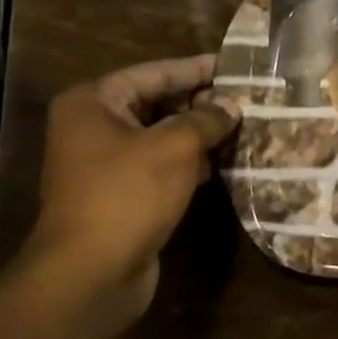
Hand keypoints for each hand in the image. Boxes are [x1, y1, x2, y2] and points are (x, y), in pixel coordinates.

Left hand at [24, 56, 238, 325]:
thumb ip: (207, 119)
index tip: (236, 64)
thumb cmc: (128, 195)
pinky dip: (189, 162)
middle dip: (201, 102)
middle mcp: (93, 127)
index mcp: (94, 103)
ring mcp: (104, 163)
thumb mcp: (175, 147)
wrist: (91, 273)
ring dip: (199, 133)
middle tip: (246, 98)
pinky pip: (160, 165)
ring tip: (243, 127)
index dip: (197, 68)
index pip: (155, 73)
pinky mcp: (121, 194)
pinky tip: (222, 163)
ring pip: (161, 136)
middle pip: (156, 102)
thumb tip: (232, 105)